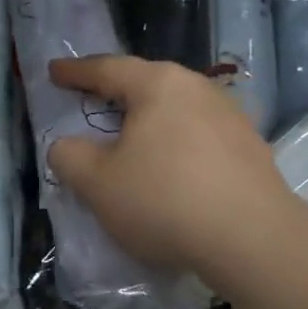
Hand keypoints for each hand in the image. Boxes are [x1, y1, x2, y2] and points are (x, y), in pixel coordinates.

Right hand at [46, 55, 305, 283]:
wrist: (252, 239)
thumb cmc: (164, 199)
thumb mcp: (97, 183)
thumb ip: (69, 157)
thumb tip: (66, 146)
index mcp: (158, 84)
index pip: (107, 69)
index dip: (76, 71)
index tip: (54, 71)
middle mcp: (197, 88)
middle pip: (147, 84)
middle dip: (117, 92)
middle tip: (92, 99)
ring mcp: (230, 116)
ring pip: (177, 110)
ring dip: (150, 121)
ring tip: (132, 137)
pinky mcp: (251, 148)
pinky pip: (200, 136)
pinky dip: (177, 144)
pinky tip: (173, 168)